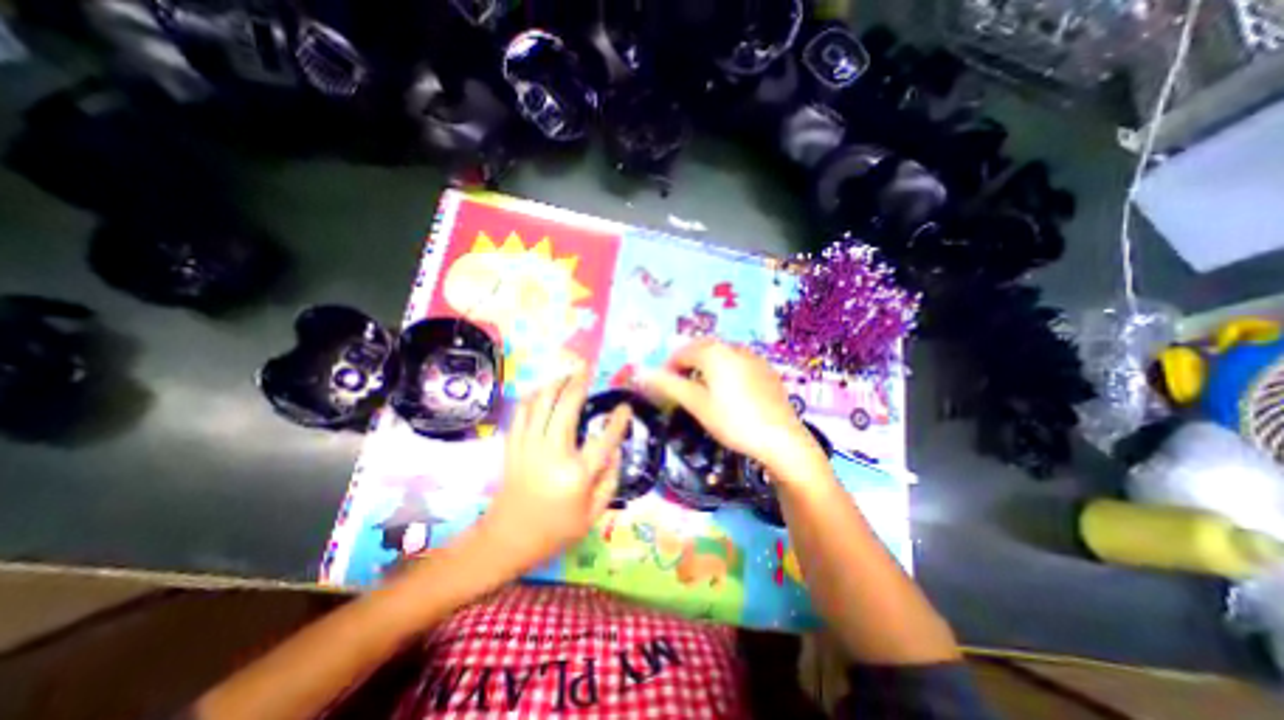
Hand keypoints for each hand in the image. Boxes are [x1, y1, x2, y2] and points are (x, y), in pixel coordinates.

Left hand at [476, 369, 630, 576]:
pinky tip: (543, 389)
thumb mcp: (592, 515)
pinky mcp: (512, 446)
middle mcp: (552, 454)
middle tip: (587, 369)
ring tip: (567, 373)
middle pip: (567, 408)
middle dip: (579, 383)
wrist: (507, 539)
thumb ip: (610, 481)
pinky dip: (533, 396)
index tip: (625, 407)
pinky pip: (521, 412)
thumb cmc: (555, 530)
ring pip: (541, 404)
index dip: (618, 421)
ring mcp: (528, 447)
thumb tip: (617, 450)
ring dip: (555, 384)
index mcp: (576, 475)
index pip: (604, 440)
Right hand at [639, 340, 828, 483]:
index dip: (668, 369)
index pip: (681, 352)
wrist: (782, 439)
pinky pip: (737, 363)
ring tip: (702, 391)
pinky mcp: (765, 369)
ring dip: (704, 367)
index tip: (663, 389)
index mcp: (714, 352)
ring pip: (719, 356)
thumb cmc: (734, 421)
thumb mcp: (697, 404)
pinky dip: (724, 371)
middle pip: (701, 350)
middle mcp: (733, 347)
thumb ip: (668, 385)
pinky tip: (729, 392)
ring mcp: (752, 357)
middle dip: (686, 366)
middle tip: (680, 389)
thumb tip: (640, 373)